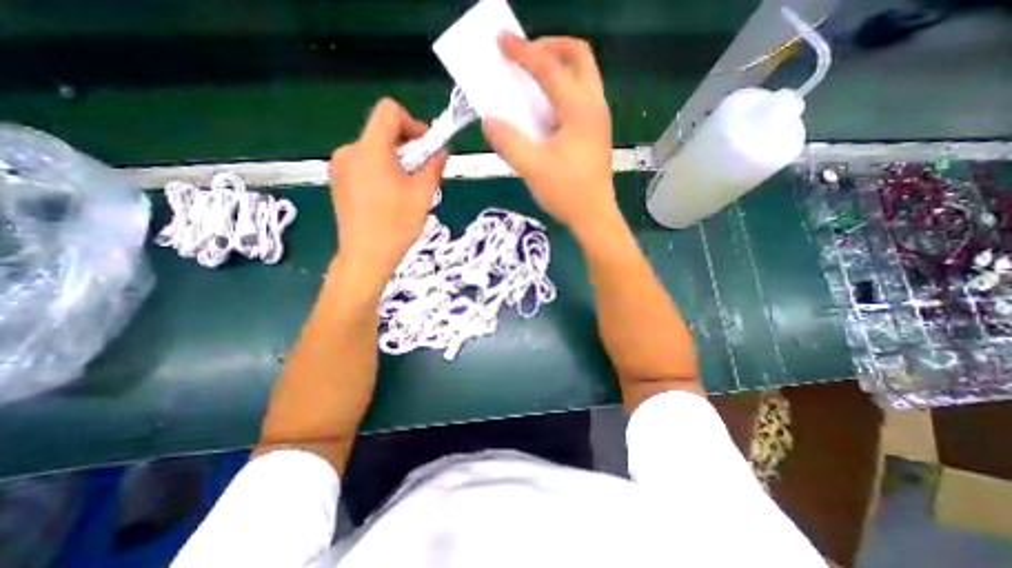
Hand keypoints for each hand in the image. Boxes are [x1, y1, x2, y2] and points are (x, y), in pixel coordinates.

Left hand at [334, 96, 446, 288]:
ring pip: (373, 149)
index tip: (426, 146)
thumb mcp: (422, 195)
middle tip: (422, 171)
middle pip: (381, 132)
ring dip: (395, 160)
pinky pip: (364, 164)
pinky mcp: (338, 182)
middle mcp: (350, 151)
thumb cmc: (396, 225)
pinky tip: (391, 195)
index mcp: (370, 149)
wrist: (365, 256)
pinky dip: (381, 170)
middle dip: (407, 146)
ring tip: (408, 187)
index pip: (388, 111)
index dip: (412, 122)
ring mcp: (340, 167)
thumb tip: (440, 153)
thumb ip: (433, 167)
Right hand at [481, 33, 615, 234]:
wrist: (594, 216)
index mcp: (579, 109)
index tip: (501, 41)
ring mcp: (598, 118)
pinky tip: (545, 107)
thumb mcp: (532, 168)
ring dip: (558, 65)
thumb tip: (489, 120)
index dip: (523, 52)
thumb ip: (508, 142)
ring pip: (583, 74)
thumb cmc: (567, 193)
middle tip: (526, 56)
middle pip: (578, 55)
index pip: (549, 68)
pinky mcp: (595, 131)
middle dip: (550, 46)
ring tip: (533, 77)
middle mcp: (594, 106)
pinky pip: (581, 94)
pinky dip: (562, 88)